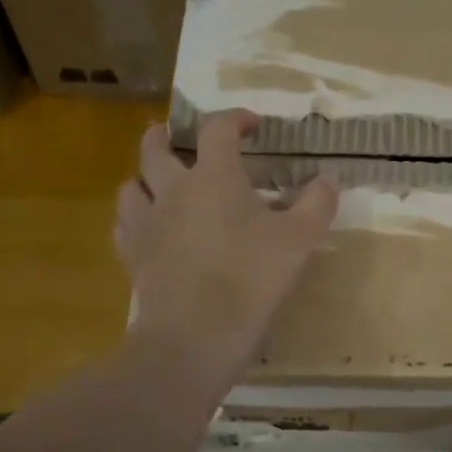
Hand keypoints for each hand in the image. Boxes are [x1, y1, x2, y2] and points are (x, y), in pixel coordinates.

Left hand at [114, 112, 338, 380]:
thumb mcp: (300, 240)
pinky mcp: (133, 257)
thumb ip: (317, 204)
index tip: (252, 124)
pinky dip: (134, 222)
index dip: (235, 118)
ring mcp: (146, 224)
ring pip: (131, 186)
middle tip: (174, 136)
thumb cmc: (252, 278)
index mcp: (214, 176)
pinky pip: (123, 228)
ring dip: (143, 179)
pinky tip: (147, 231)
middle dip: (164, 136)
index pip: (218, 129)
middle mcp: (172, 190)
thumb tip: (327, 180)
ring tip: (155, 184)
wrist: (196, 333)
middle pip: (154, 148)